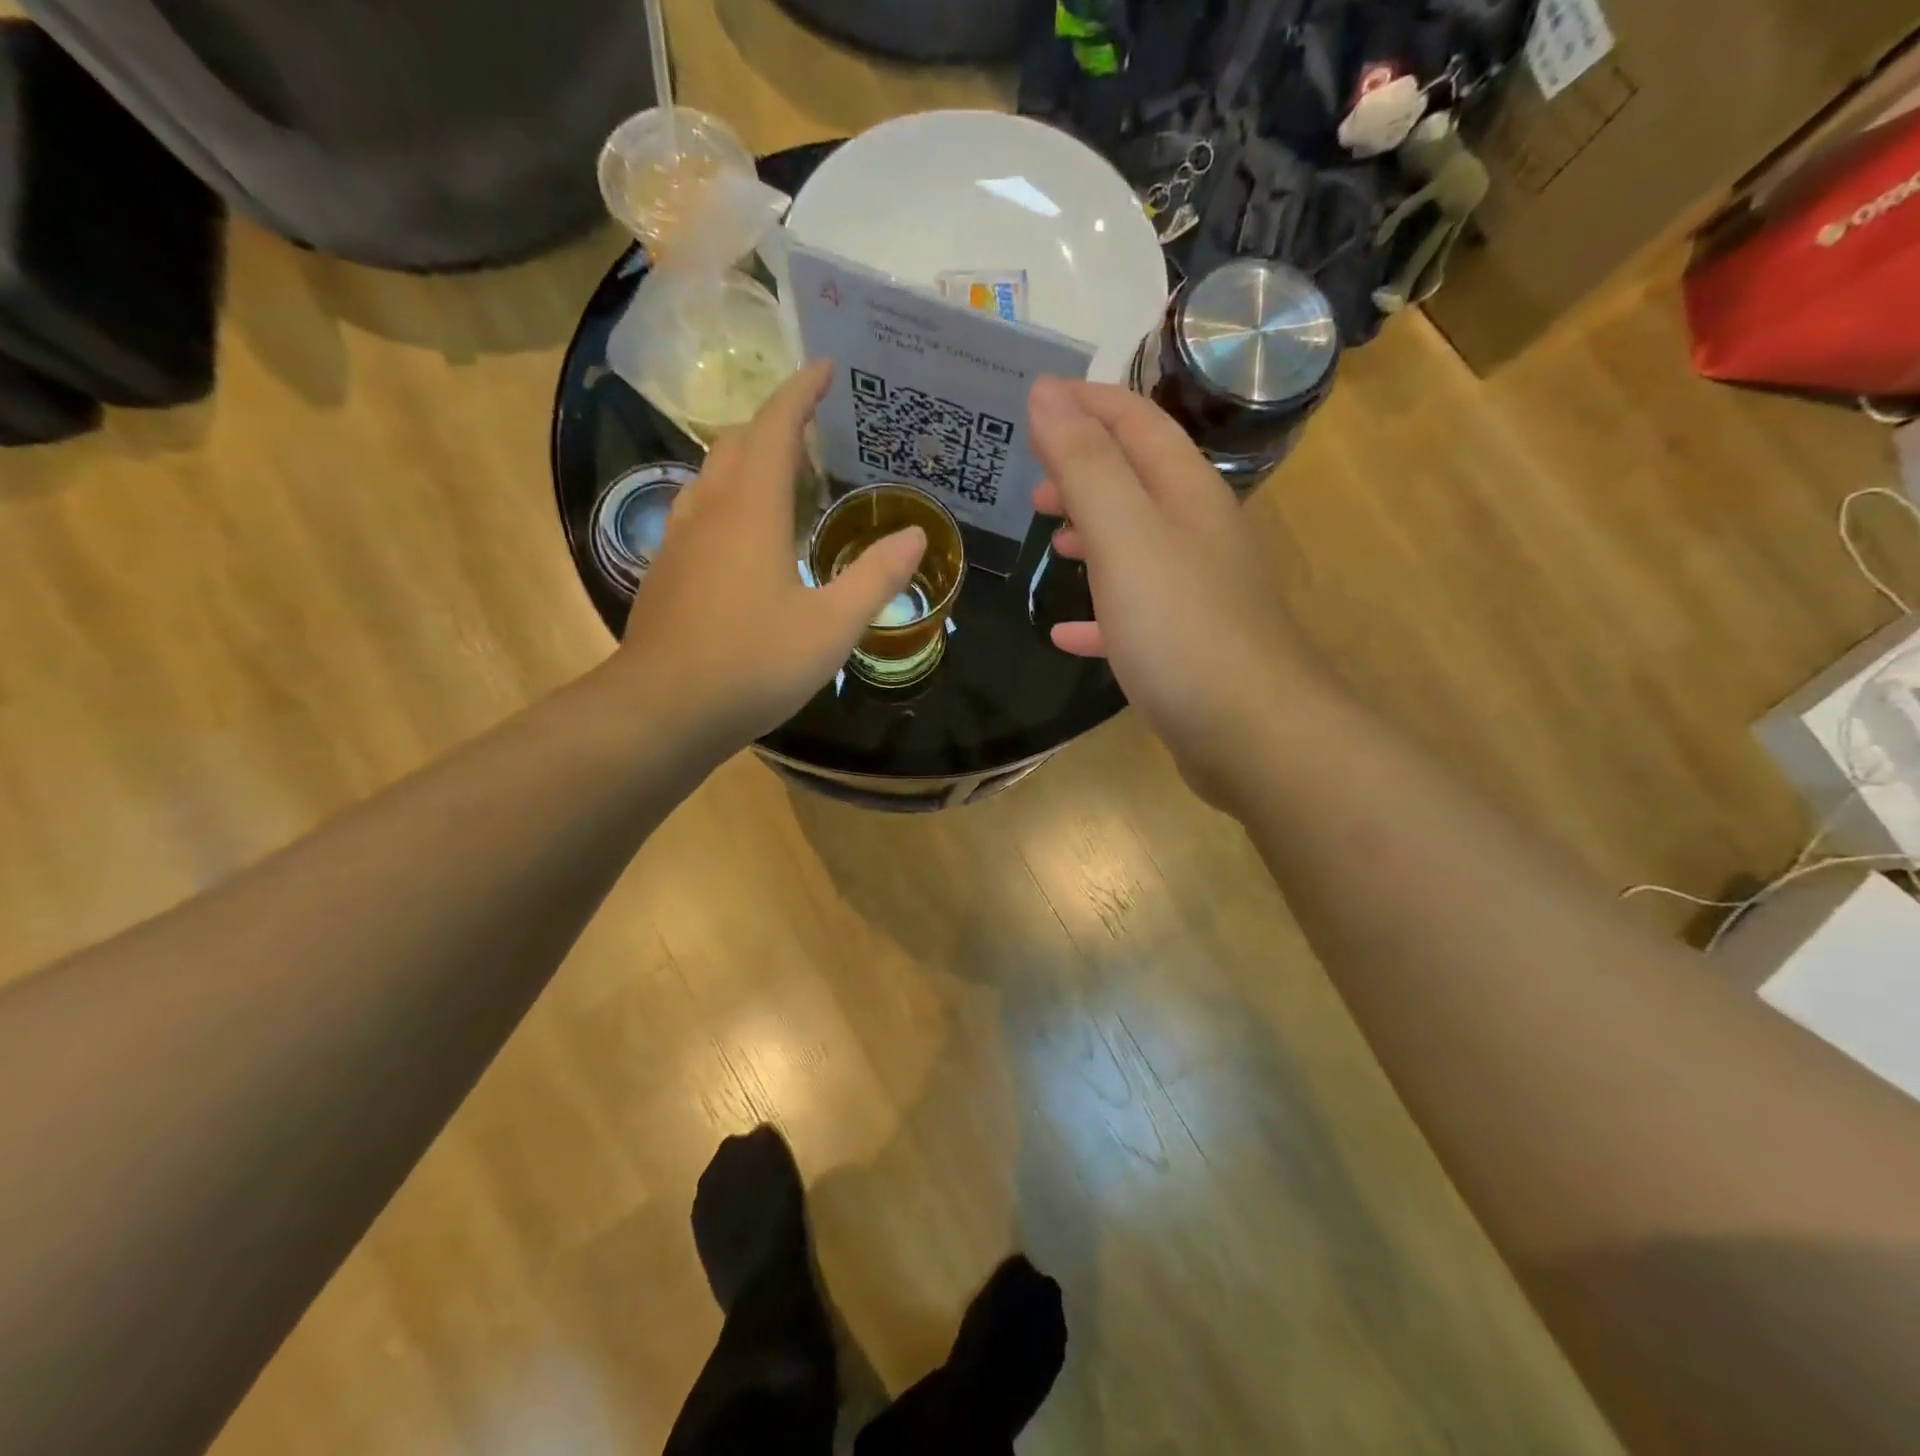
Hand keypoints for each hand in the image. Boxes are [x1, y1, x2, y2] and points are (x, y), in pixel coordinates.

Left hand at [614, 360, 926, 747]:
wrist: (664, 710)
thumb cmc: (754, 663)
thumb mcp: (831, 626)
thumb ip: (875, 579)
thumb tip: (915, 536)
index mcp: (750, 510)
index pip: (774, 427)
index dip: (800, 392)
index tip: (825, 366)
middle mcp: (708, 511)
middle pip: (736, 443)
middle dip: (774, 423)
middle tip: (813, 428)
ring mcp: (679, 541)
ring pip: (711, 476)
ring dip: (746, 460)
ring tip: (783, 475)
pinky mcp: (666, 572)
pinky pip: (699, 511)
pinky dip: (728, 498)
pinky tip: (745, 534)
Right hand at [1028, 377, 1314, 805]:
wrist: (1252, 732)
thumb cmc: (1182, 626)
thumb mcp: (1124, 535)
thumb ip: (1085, 465)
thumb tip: (1046, 394)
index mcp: (1187, 494)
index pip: (1136, 423)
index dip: (1086, 403)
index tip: (1035, 399)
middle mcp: (1199, 533)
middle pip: (1138, 481)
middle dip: (1084, 472)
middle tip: (1034, 488)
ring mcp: (1197, 592)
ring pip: (1137, 545)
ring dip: (1093, 534)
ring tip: (1051, 542)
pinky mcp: (1188, 645)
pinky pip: (1134, 613)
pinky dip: (1099, 611)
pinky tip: (1067, 632)